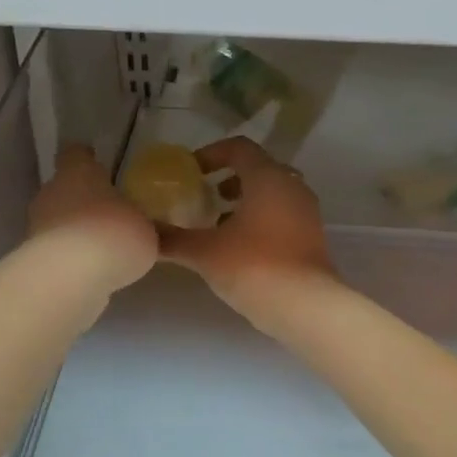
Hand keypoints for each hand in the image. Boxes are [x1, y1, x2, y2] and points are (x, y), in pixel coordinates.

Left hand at [27, 144, 158, 292]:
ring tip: (103, 250)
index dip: (87, 159)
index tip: (98, 166)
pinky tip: (90, 273)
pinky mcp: (32, 258)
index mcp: (78, 172)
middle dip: (84, 201)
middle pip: (65, 189)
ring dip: (76, 232)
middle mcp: (52, 192)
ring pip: (58, 222)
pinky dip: (70, 259)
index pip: (76, 154)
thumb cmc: (112, 235)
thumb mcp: (148, 231)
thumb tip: (152, 232)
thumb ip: (147, 227)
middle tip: (110, 215)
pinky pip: (56, 252)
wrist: (69, 277)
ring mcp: (37, 226)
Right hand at [161, 137, 334, 321]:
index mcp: (268, 178)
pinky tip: (239, 247)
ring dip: (245, 201)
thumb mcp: (205, 253)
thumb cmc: (254, 267)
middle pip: (258, 169)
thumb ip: (172, 239)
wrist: (306, 308)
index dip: (212, 153)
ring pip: (272, 194)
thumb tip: (145, 235)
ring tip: (218, 225)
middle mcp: (292, 187)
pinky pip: (282, 215)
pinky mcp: (312, 238)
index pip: (239, 148)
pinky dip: (260, 220)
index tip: (191, 172)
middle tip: (204, 196)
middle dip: (228, 179)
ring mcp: (306, 213)